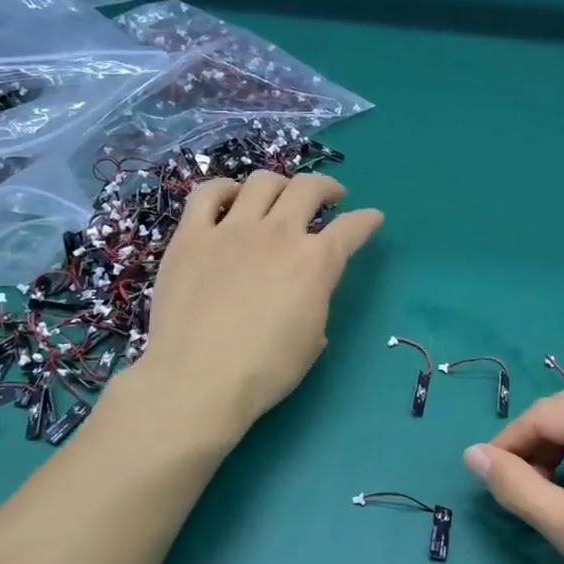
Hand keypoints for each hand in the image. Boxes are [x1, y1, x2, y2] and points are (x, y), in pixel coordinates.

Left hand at [138, 171, 382, 433]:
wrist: (199, 381)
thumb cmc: (265, 371)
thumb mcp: (312, 340)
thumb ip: (316, 303)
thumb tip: (306, 294)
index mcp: (315, 262)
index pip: (351, 228)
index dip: (367, 221)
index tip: (372, 218)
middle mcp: (278, 234)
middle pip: (308, 189)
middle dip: (326, 188)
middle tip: (330, 197)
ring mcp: (231, 230)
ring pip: (262, 182)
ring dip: (279, 184)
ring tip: (279, 195)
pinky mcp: (191, 237)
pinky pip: (207, 195)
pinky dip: (224, 189)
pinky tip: (230, 198)